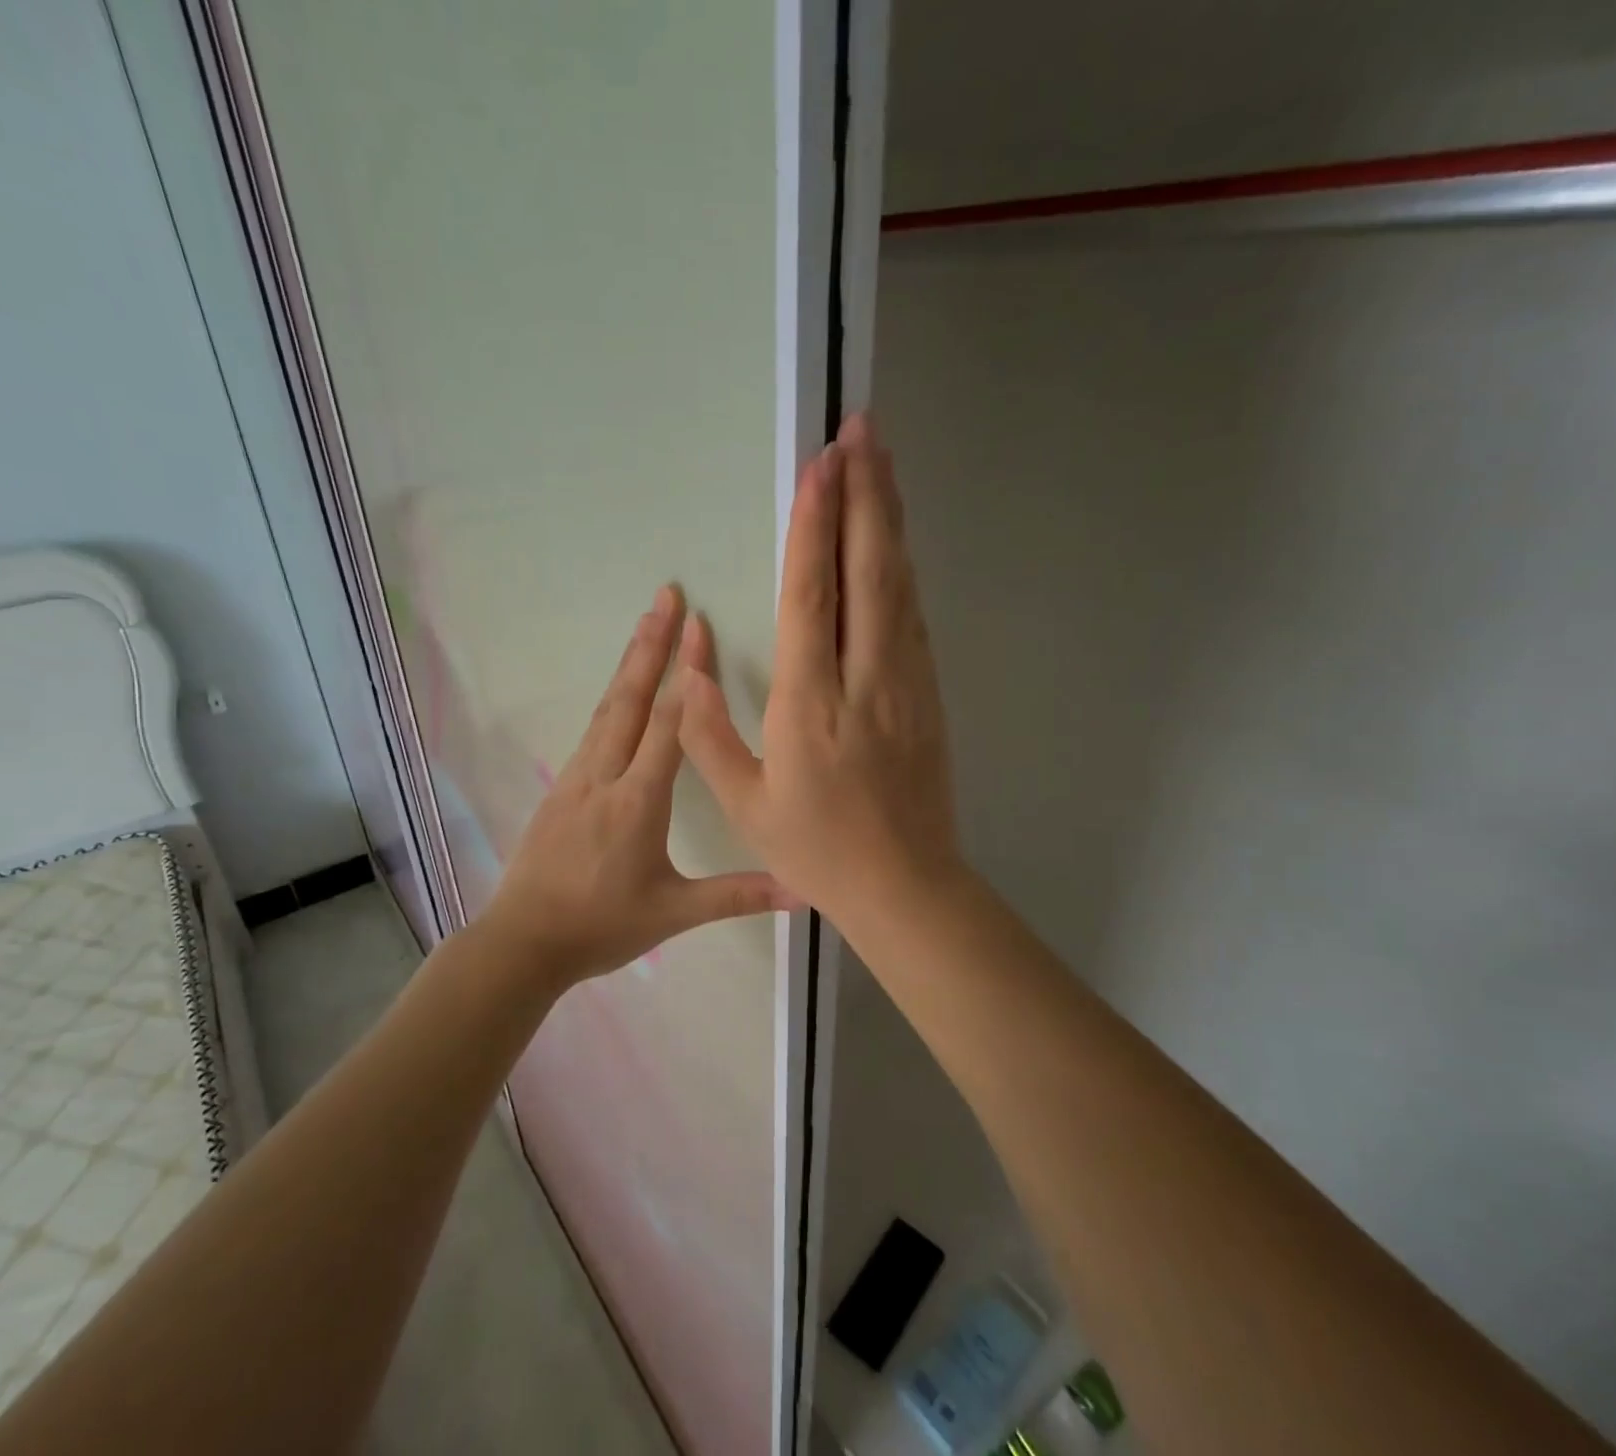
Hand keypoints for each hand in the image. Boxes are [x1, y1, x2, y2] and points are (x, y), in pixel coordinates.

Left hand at [482, 585, 795, 984]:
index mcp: (638, 801)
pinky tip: (620, 690)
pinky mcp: (562, 788)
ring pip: (608, 708)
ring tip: (645, 623)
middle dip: (651, 644)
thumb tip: (804, 890)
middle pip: (631, 698)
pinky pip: (593, 730)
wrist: (523, 942)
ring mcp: (577, 778)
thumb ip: (738, 895)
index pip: (669, 724)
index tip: (699, 626)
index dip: (688, 673)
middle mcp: (605, 776)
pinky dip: (612, 697)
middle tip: (666, 594)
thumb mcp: (674, 912)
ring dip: (629, 663)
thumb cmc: (601, 926)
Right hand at [677, 413, 964, 932]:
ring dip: (889, 519)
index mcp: (812, 704)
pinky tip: (894, 541)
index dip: (814, 527)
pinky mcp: (929, 693)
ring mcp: (907, 683)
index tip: (820, 466)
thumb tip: (686, 665)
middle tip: (862, 431)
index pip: (812, 597)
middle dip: (864, 495)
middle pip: (869, 572)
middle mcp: (865, 679)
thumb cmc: (816, 847)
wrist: (905, 885)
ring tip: (882, 463)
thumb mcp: (744, 803)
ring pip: (899, 585)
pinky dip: (902, 568)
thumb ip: (706, 732)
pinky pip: (913, 617)